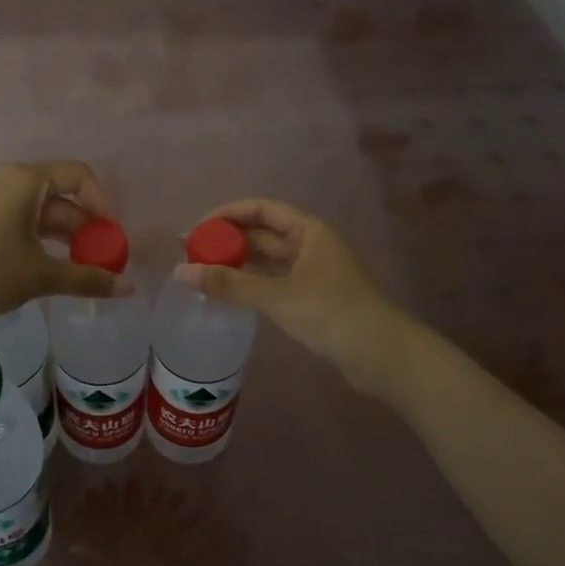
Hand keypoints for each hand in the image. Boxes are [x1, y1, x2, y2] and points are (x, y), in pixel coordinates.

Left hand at [0, 161, 131, 332]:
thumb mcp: (40, 276)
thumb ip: (87, 279)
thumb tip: (129, 289)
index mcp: (27, 180)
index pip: (79, 174)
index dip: (101, 203)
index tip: (107, 237)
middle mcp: (6, 177)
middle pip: (58, 194)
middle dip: (81, 227)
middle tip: (94, 260)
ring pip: (35, 208)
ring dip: (58, 235)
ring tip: (69, 269)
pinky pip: (13, 216)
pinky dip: (33, 236)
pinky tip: (35, 267)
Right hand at [176, 199, 413, 396]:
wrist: (382, 356)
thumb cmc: (332, 314)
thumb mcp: (277, 297)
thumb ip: (229, 285)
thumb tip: (181, 272)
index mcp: (309, 231)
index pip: (261, 209)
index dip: (227, 214)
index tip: (196, 229)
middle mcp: (311, 245)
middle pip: (262, 234)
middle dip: (227, 240)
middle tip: (189, 253)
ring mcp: (313, 272)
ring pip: (267, 260)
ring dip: (237, 263)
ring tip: (201, 272)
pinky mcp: (313, 298)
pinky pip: (274, 282)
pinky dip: (250, 284)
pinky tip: (228, 293)